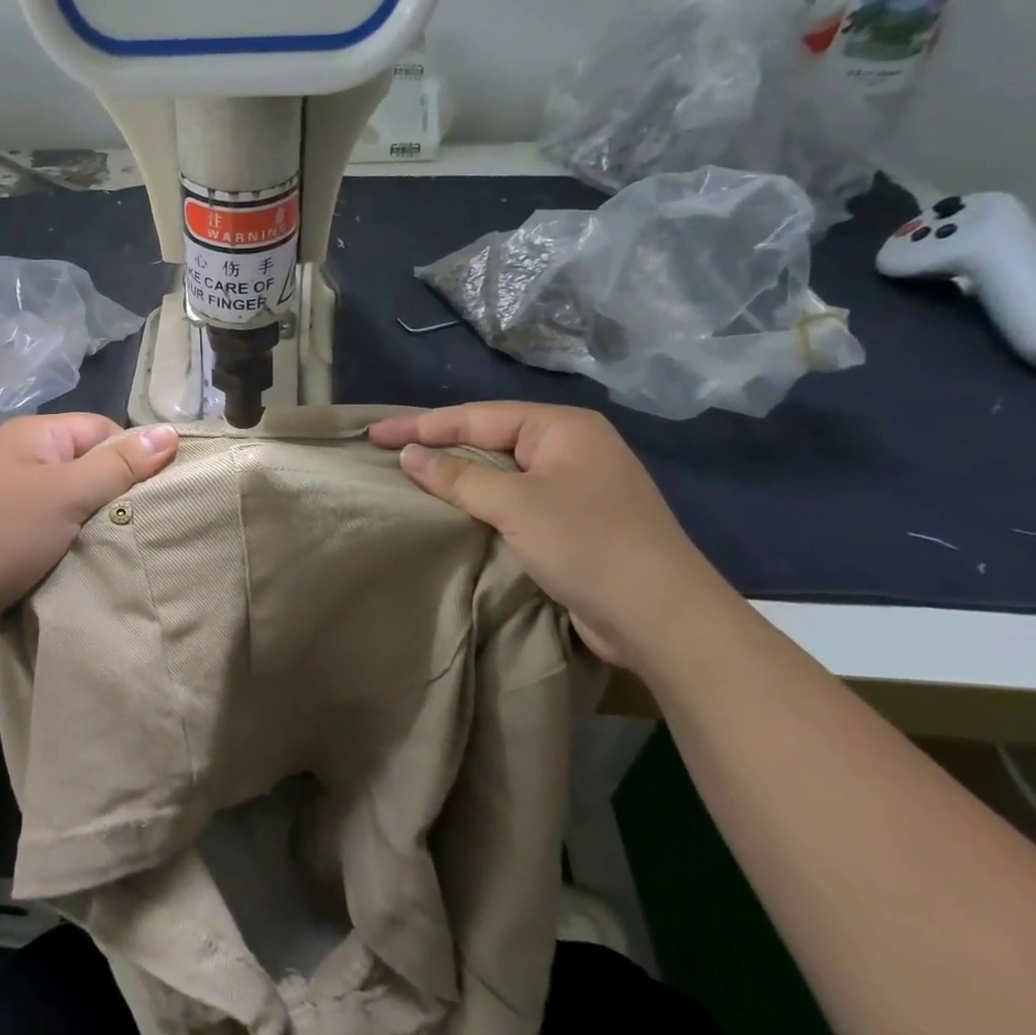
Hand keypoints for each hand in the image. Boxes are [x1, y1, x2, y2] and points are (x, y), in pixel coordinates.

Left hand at [0, 415, 178, 654]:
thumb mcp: (67, 494)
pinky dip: (77, 542)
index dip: (131, 458)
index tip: (153, 494)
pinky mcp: (13, 534)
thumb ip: (120, 465)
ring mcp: (16, 498)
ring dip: (98, 523)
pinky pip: (59, 528)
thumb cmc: (4, 535)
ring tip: (122, 544)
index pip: (103, 430)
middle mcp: (24, 458)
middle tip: (143, 524)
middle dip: (117, 494)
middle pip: (92, 465)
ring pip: (78, 501)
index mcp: (34, 434)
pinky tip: (93, 560)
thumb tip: (170, 432)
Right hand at [368, 403, 739, 670]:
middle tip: (386, 450)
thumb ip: (458, 476)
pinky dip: (480, 502)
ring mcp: (574, 486)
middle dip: (438, 445)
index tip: (373, 433)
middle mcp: (570, 448)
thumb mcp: (516, 505)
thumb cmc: (588, 544)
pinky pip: (514, 500)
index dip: (421, 425)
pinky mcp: (572, 522)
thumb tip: (408, 455)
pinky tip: (451, 508)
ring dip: (457, 475)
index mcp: (563, 427)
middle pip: (489, 437)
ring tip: (408, 476)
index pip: (477, 416)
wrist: (662, 618)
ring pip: (501, 471)